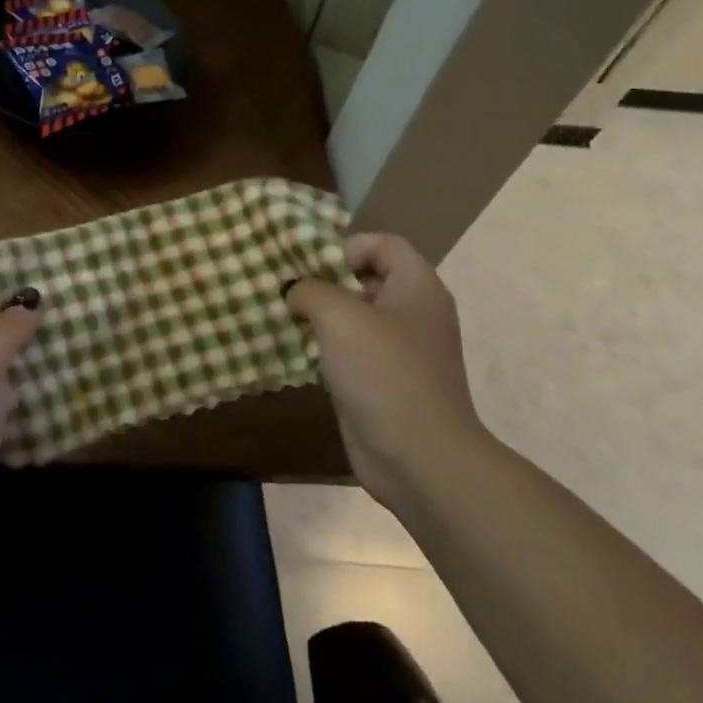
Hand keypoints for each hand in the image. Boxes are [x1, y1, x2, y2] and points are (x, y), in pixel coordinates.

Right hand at [286, 234, 486, 507]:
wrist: (419, 459)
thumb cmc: (384, 374)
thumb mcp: (339, 316)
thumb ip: (310, 289)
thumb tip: (296, 291)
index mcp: (417, 287)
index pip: (382, 243)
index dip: (345, 246)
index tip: (309, 267)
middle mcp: (413, 312)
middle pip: (366, 277)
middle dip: (324, 280)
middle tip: (286, 290)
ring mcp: (400, 350)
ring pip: (355, 316)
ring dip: (319, 315)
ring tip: (283, 317)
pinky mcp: (383, 380)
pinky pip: (350, 350)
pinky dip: (324, 346)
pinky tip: (296, 352)